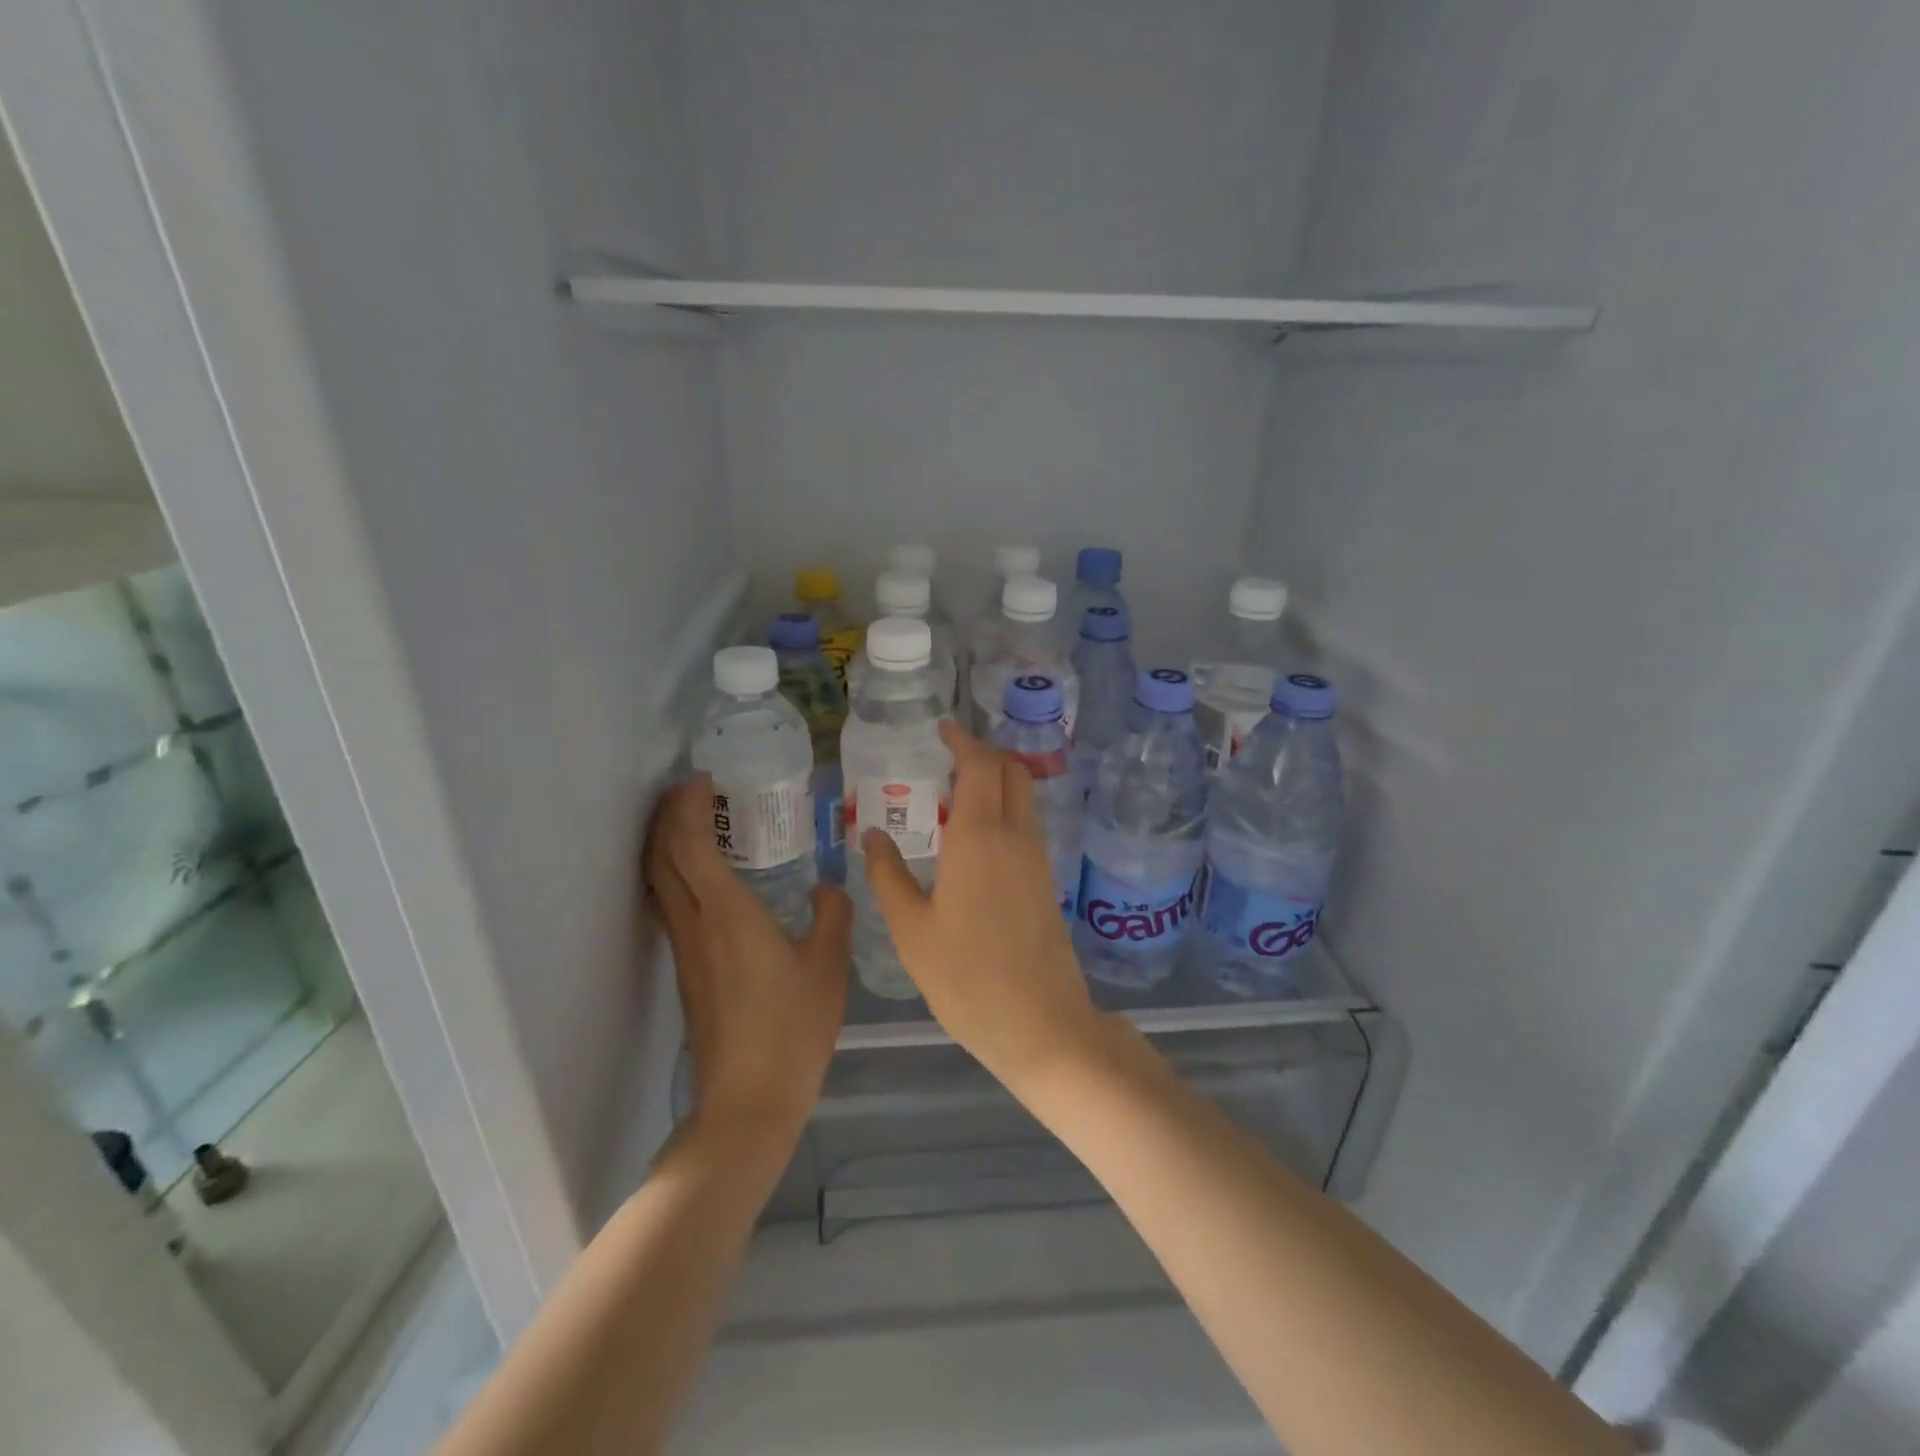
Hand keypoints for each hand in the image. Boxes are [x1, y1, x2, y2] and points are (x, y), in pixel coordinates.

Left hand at [645, 775, 851, 1139]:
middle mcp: (696, 924)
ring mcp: (686, 950)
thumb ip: (832, 915)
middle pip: (661, 858)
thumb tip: (828, 888)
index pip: (690, 845)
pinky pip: (671, 904)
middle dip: (666, 817)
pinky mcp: (687, 971)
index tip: (701, 779)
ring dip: (666, 844)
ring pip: (659, 882)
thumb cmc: (793, 1027)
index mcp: (728, 914)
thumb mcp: (828, 965)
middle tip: (690, 790)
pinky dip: (676, 874)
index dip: (687, 806)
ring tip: (693, 822)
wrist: (749, 1099)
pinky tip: (707, 878)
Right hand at [861, 720, 1103, 1088]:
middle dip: (984, 752)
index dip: (963, 740)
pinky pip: (1027, 824)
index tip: (943, 728)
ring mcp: (1037, 859)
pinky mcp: (1046, 881)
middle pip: (1011, 771)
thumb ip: (888, 876)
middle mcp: (1015, 836)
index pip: (980, 765)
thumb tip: (873, 832)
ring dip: (997, 779)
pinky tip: (976, 834)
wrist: (1042, 1024)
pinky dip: (1005, 807)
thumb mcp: (912, 930)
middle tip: (948, 755)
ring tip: (957, 789)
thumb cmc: (966, 978)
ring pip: (1024, 796)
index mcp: (979, 837)